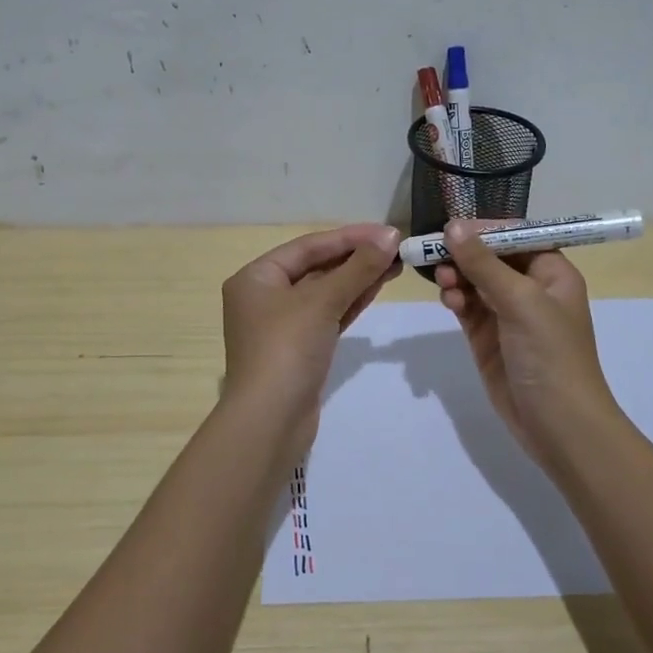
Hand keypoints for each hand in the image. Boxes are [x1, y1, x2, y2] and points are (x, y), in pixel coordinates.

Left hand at [221, 223, 401, 443]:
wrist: (270, 421)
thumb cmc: (287, 349)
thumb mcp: (322, 302)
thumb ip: (357, 268)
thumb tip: (389, 237)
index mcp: (256, 277)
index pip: (308, 246)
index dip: (349, 237)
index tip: (387, 232)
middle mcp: (265, 297)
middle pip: (317, 268)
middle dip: (356, 258)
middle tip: (396, 248)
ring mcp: (282, 325)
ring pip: (325, 293)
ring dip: (358, 278)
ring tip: (395, 264)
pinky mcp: (300, 349)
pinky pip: (328, 315)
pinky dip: (351, 302)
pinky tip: (377, 287)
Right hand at [434, 219, 621, 461]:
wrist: (559, 425)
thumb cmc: (550, 355)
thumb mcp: (520, 301)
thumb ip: (484, 263)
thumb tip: (453, 225)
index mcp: (552, 274)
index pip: (517, 236)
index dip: (486, 229)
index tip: (453, 226)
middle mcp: (531, 289)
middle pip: (491, 257)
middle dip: (465, 253)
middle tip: (436, 253)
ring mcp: (508, 315)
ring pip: (475, 281)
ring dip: (457, 276)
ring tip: (444, 281)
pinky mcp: (488, 338)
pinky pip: (467, 307)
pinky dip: (456, 299)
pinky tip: (448, 299)